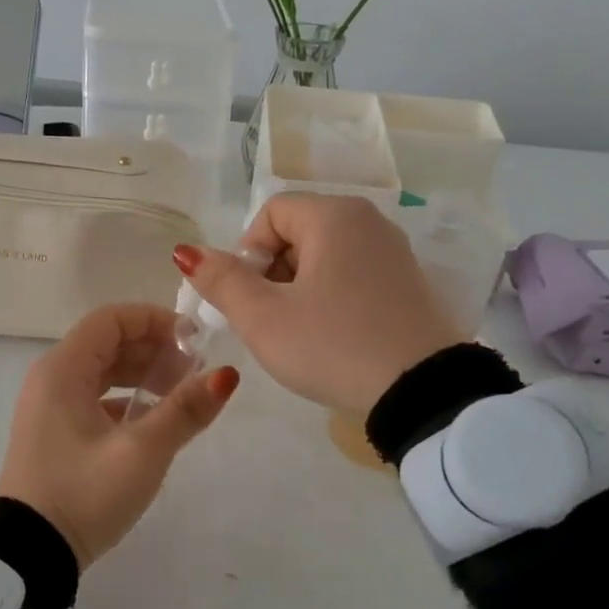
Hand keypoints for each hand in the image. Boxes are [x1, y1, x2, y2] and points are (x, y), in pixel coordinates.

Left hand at [0, 304, 238, 568]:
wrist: (28, 555)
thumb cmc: (83, 494)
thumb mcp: (141, 452)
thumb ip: (184, 410)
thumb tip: (226, 376)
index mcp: (63, 369)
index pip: (111, 319)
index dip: (154, 320)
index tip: (195, 341)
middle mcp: (52, 378)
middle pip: (108, 342)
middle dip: (154, 349)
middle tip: (195, 372)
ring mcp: (50, 406)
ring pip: (103, 371)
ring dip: (143, 374)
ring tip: (182, 394)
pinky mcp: (55, 432)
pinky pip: (95, 398)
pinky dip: (126, 399)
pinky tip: (154, 421)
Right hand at [176, 193, 462, 413]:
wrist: (423, 393)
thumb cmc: (333, 346)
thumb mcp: (264, 318)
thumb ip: (221, 281)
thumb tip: (186, 252)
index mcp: (334, 216)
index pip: (269, 215)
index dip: (248, 254)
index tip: (252, 299)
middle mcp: (368, 221)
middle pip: (297, 232)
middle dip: (273, 272)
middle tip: (272, 320)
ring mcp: (393, 251)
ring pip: (325, 256)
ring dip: (300, 288)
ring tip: (301, 333)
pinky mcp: (408, 281)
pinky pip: (353, 274)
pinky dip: (332, 296)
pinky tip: (334, 335)